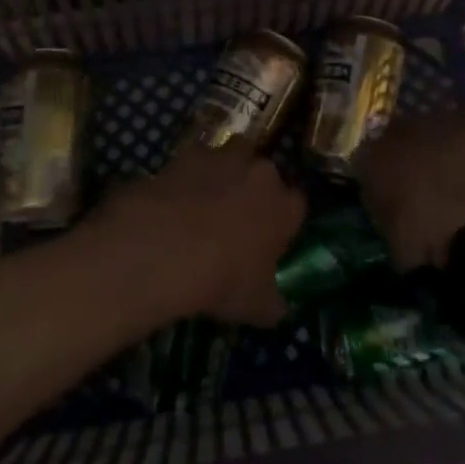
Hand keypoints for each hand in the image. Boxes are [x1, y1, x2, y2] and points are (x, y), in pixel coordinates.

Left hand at [88, 144, 304, 327]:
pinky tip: (175, 198)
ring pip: (232, 156)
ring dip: (224, 173)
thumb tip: (278, 309)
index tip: (270, 238)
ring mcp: (224, 158)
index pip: (296, 205)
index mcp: (284, 206)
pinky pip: (194, 160)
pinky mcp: (188, 154)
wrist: (168, 247)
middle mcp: (261, 173)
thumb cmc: (223, 278)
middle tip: (236, 219)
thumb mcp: (255, 306)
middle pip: (265, 174)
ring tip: (205, 201)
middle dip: (254, 190)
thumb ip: (272, 304)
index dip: (283, 220)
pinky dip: (188, 174)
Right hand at [357, 109, 464, 269]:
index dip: (388, 229)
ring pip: (420, 169)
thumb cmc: (428, 201)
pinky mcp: (449, 123)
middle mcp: (384, 140)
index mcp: (365, 164)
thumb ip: (401, 256)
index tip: (406, 245)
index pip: (368, 202)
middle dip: (410, 209)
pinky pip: (446, 160)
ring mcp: (417, 126)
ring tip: (454, 220)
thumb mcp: (408, 242)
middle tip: (430, 235)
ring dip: (433, 193)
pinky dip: (454, 179)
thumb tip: (407, 262)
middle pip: (394, 183)